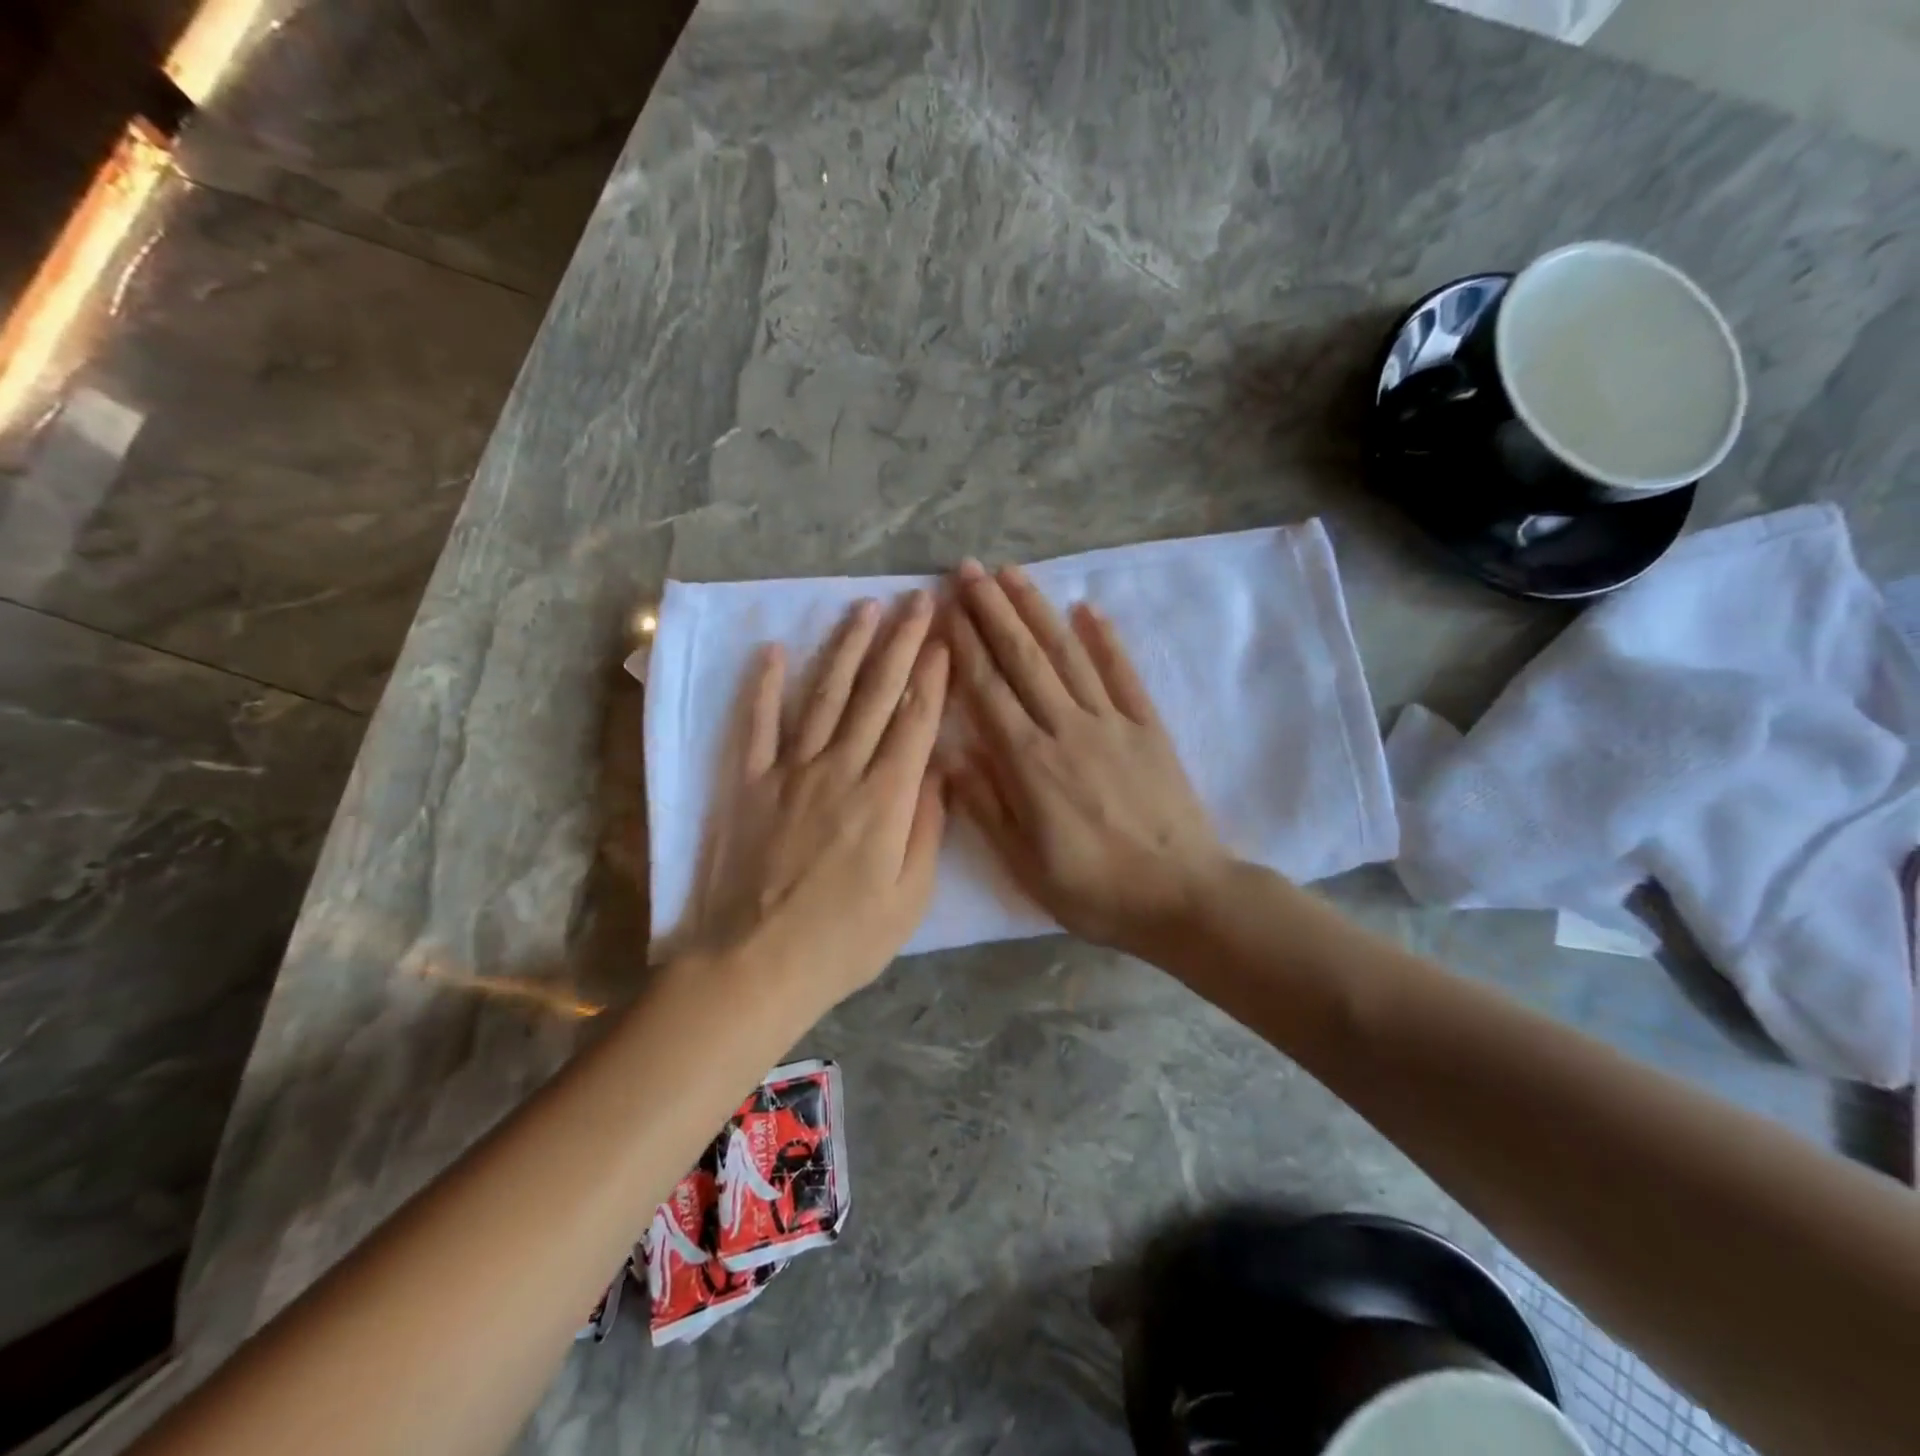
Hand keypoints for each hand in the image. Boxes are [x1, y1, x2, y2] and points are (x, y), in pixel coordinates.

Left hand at [674, 591, 948, 1009]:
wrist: (756, 965)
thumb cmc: (844, 941)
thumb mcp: (910, 898)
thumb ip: (928, 828)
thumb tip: (939, 770)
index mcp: (886, 799)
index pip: (916, 721)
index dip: (933, 676)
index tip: (946, 638)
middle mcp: (840, 770)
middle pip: (876, 694)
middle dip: (901, 643)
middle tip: (917, 600)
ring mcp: (790, 771)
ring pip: (824, 696)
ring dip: (846, 648)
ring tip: (864, 608)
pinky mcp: (749, 783)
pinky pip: (756, 724)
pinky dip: (763, 685)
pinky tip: (772, 650)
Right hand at [943, 559, 1232, 954]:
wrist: (1182, 895)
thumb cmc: (1094, 889)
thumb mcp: (1024, 865)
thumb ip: (985, 806)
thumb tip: (949, 756)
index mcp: (1029, 763)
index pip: (987, 690)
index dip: (964, 646)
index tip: (945, 607)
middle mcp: (1066, 728)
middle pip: (1023, 658)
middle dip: (993, 610)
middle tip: (968, 569)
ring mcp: (1111, 722)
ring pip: (1067, 655)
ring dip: (1037, 610)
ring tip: (1013, 573)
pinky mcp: (1148, 727)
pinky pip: (1123, 673)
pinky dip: (1105, 639)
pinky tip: (1087, 609)